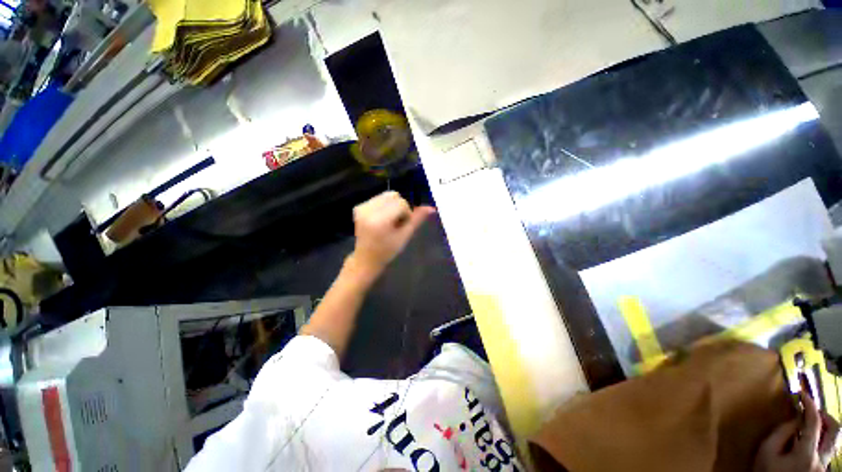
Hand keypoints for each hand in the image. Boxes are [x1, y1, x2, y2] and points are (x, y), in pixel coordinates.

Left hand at [350, 191, 435, 274]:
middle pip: (393, 196)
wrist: (366, 259)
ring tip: (388, 221)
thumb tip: (431, 208)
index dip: (406, 214)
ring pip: (386, 195)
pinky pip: (378, 198)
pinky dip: (384, 206)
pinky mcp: (358, 207)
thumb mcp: (404, 236)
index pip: (401, 203)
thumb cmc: (387, 251)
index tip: (402, 226)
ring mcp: (361, 207)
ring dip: (392, 206)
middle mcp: (368, 210)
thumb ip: (417, 220)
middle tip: (395, 223)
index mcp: (379, 220)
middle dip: (399, 207)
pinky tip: (380, 219)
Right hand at [753, 392, 840, 471]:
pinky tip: (808, 442)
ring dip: (824, 429)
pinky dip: (819, 441)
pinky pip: (825, 450)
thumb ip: (781, 433)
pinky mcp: (821, 469)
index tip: (803, 394)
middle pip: (835, 432)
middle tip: (813, 410)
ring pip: (833, 442)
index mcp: (807, 454)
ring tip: (811, 425)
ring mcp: (823, 467)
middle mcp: (821, 460)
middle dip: (826, 417)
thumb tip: (795, 418)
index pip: (814, 423)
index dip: (810, 405)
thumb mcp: (766, 451)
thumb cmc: (766, 471)